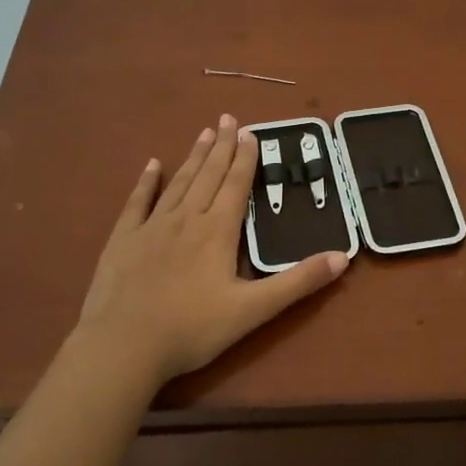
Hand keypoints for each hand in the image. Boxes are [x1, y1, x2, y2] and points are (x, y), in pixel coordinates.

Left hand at [73, 115, 348, 389]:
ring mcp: (151, 227)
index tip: (250, 132)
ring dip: (194, 157)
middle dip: (222, 146)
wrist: (123, 347)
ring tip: (204, 132)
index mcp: (217, 231)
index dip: (245, 158)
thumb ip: (298, 282)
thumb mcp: (254, 310)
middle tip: (228, 118)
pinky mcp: (123, 240)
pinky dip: (147, 181)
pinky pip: (138, 202)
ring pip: (178, 183)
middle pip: (208, 175)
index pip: (236, 185)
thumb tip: (343, 257)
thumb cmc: (192, 330)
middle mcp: (186, 219)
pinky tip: (153, 164)